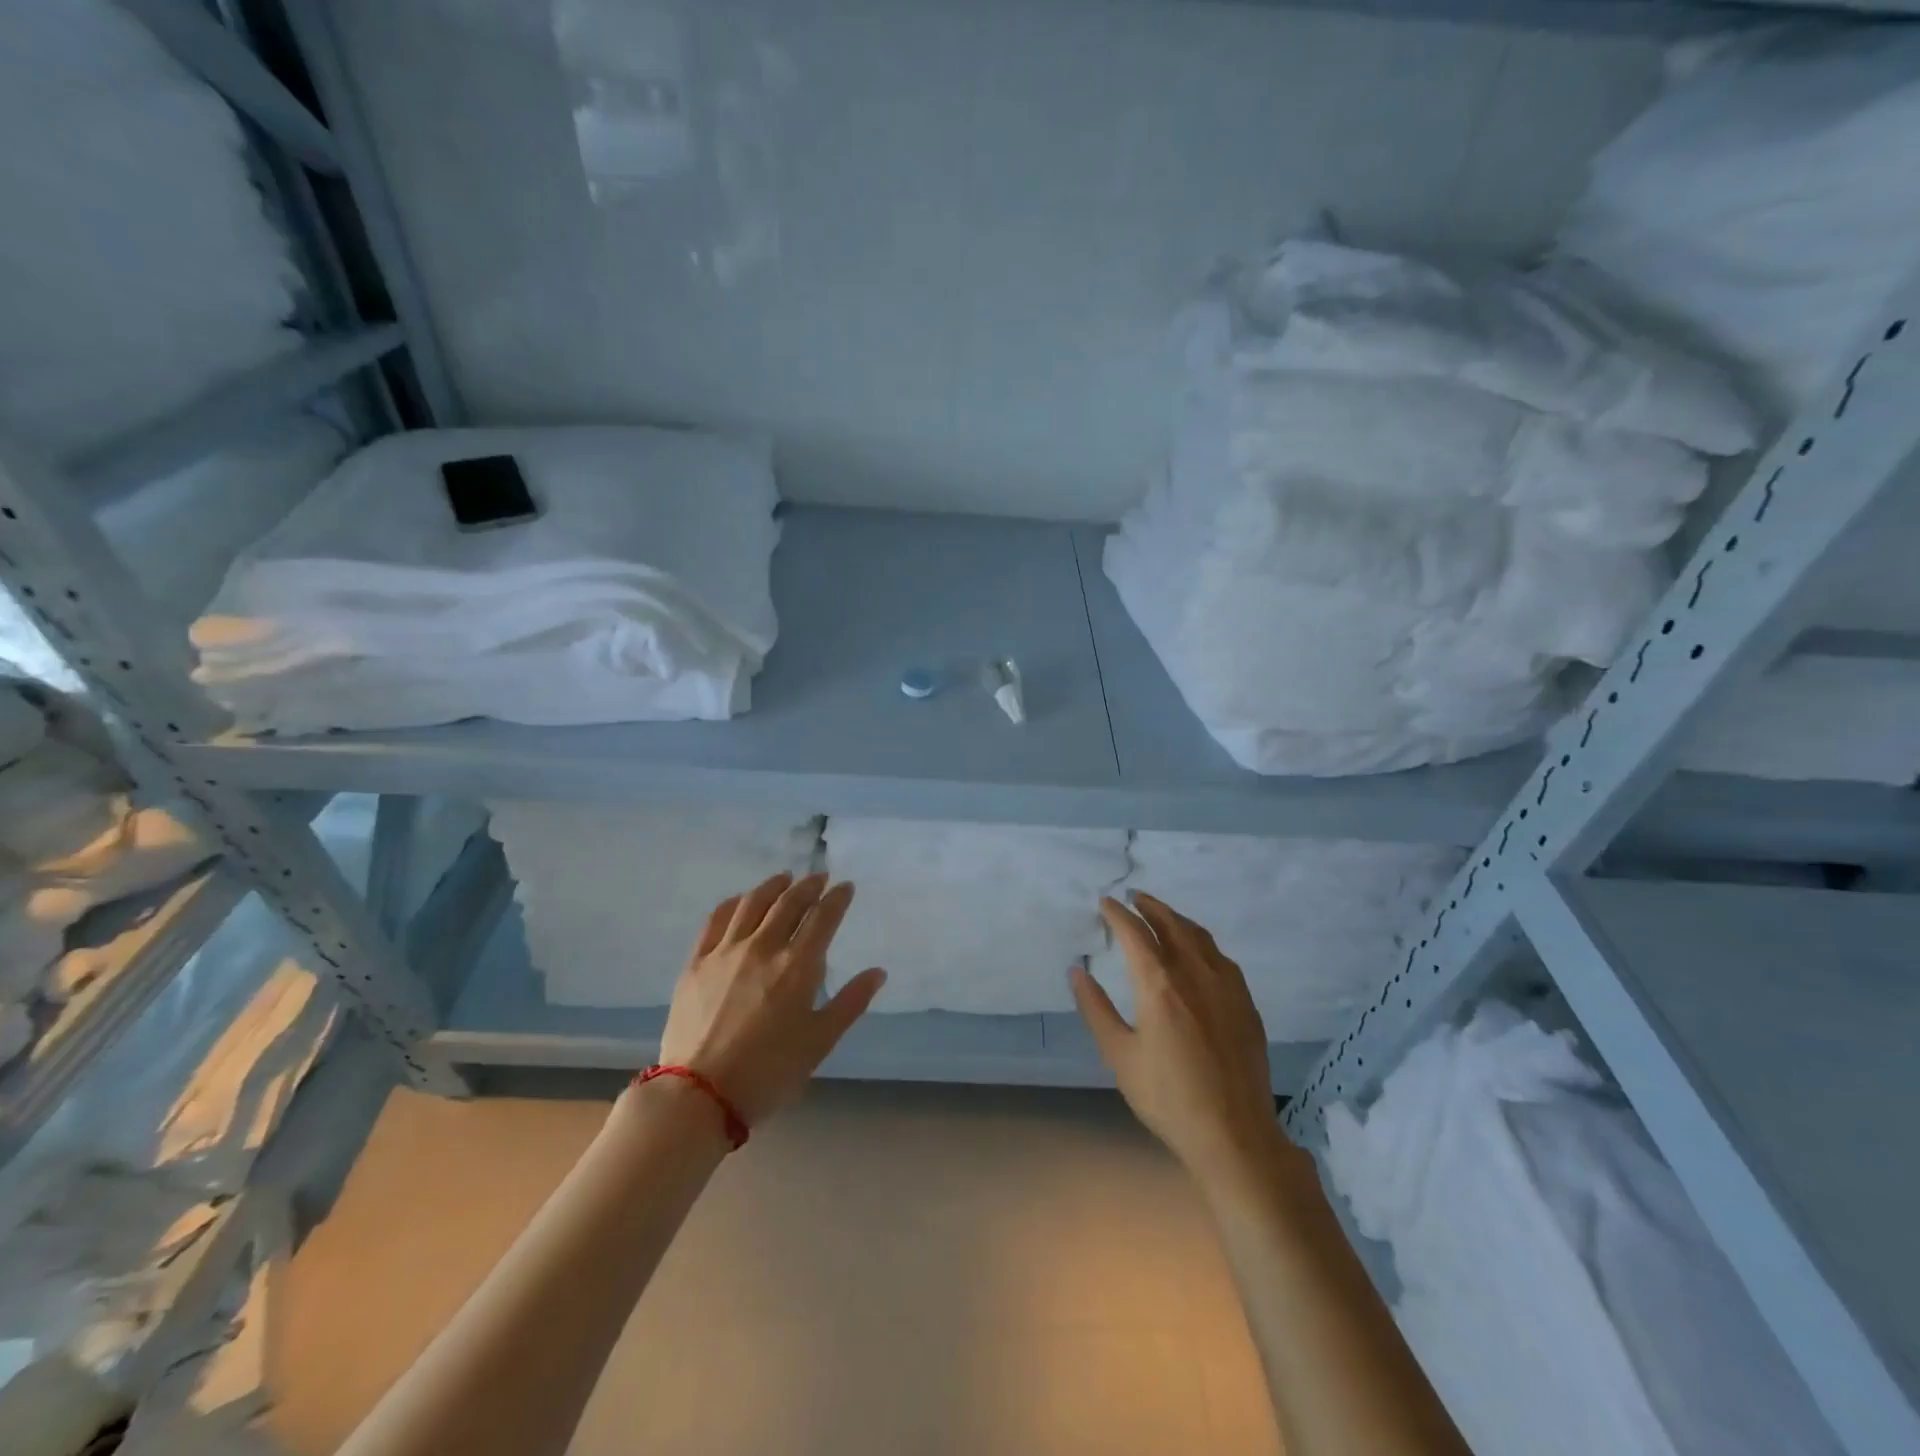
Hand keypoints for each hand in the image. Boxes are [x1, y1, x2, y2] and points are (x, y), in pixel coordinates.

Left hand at [656, 872, 886, 1129]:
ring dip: (772, 886)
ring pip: (752, 904)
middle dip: (808, 886)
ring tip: (784, 879)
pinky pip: (716, 920)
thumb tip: (878, 972)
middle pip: (789, 903)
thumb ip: (850, 1002)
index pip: (823, 918)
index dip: (837, 899)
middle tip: (818, 878)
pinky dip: (733, 903)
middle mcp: (763, 947)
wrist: (699, 1094)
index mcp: (797, 966)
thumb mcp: (819, 1042)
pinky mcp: (696, 962)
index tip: (846, 886)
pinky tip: (740, 900)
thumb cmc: (769, 1072)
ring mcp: (726, 952)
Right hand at [1069, 893, 1283, 1185]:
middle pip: (1171, 924)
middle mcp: (1195, 974)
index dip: (1118, 914)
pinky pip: (1220, 957)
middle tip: (1134, 898)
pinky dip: (1201, 941)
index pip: (1135, 933)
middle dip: (1150, 906)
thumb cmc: (1168, 1097)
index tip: (1106, 902)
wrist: (1234, 1134)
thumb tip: (1077, 971)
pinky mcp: (1246, 1002)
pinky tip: (1197, 951)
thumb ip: (1096, 1009)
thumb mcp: (1120, 1056)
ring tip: (1162, 916)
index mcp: (1160, 985)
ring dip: (1177, 919)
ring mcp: (1226, 986)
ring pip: (1199, 936)